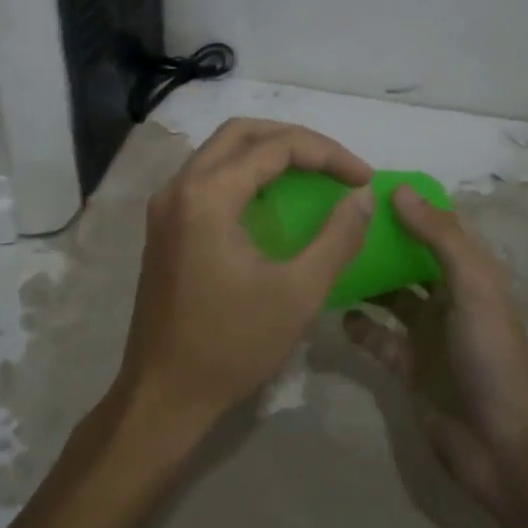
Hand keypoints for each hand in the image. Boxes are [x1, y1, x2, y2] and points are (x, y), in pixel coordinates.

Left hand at [120, 118, 374, 432]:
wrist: (163, 394)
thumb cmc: (231, 345)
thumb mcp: (298, 293)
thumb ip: (337, 237)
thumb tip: (363, 196)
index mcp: (206, 196)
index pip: (274, 147)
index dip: (326, 154)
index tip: (363, 178)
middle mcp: (178, 187)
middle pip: (241, 133)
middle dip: (295, 140)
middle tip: (337, 166)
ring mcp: (165, 206)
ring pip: (221, 151)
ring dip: (268, 151)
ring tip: (313, 173)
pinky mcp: (164, 225)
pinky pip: (208, 176)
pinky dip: (245, 173)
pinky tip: (274, 198)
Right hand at [347, 187, 527, 514]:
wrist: (500, 445)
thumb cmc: (490, 356)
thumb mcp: (472, 286)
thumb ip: (438, 237)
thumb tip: (398, 189)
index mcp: (472, 273)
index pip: (440, 225)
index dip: (411, 203)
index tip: (368, 184)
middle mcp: (449, 296)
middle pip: (410, 257)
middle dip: (381, 239)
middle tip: (337, 218)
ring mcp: (427, 332)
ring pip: (391, 295)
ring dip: (365, 279)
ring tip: (329, 258)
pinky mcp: (408, 365)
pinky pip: (377, 337)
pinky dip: (359, 325)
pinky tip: (337, 313)